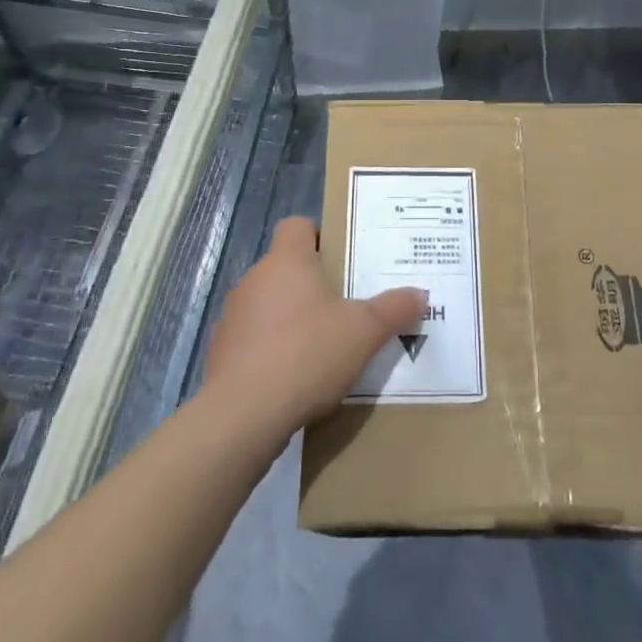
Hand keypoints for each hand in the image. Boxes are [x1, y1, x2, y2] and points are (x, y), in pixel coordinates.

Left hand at [201, 217, 425, 433]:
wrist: (243, 415)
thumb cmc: (307, 353)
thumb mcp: (365, 331)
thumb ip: (394, 309)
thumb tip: (419, 294)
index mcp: (287, 261)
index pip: (297, 226)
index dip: (320, 236)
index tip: (343, 259)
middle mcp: (255, 279)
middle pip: (286, 267)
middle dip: (314, 284)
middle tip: (347, 307)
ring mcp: (234, 316)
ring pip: (269, 305)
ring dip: (292, 319)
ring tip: (324, 348)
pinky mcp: (222, 353)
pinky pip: (254, 340)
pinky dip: (273, 351)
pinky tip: (295, 379)